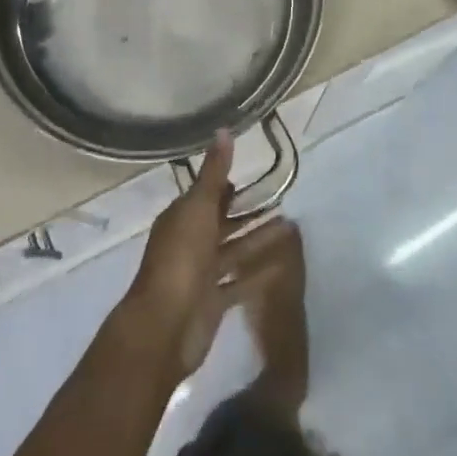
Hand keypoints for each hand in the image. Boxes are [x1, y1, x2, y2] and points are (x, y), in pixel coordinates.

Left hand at [116, 132, 297, 380]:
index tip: (256, 176)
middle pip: (223, 223)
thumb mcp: (199, 208)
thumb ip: (214, 172)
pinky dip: (259, 272)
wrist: (165, 326)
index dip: (228, 186)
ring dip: (259, 239)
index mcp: (181, 218)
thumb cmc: (181, 259)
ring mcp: (201, 274)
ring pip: (235, 251)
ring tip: (291, 228)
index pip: (207, 196)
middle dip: (249, 212)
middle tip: (283, 200)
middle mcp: (190, 243)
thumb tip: (223, 130)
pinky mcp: (214, 301)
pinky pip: (241, 282)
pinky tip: (284, 264)